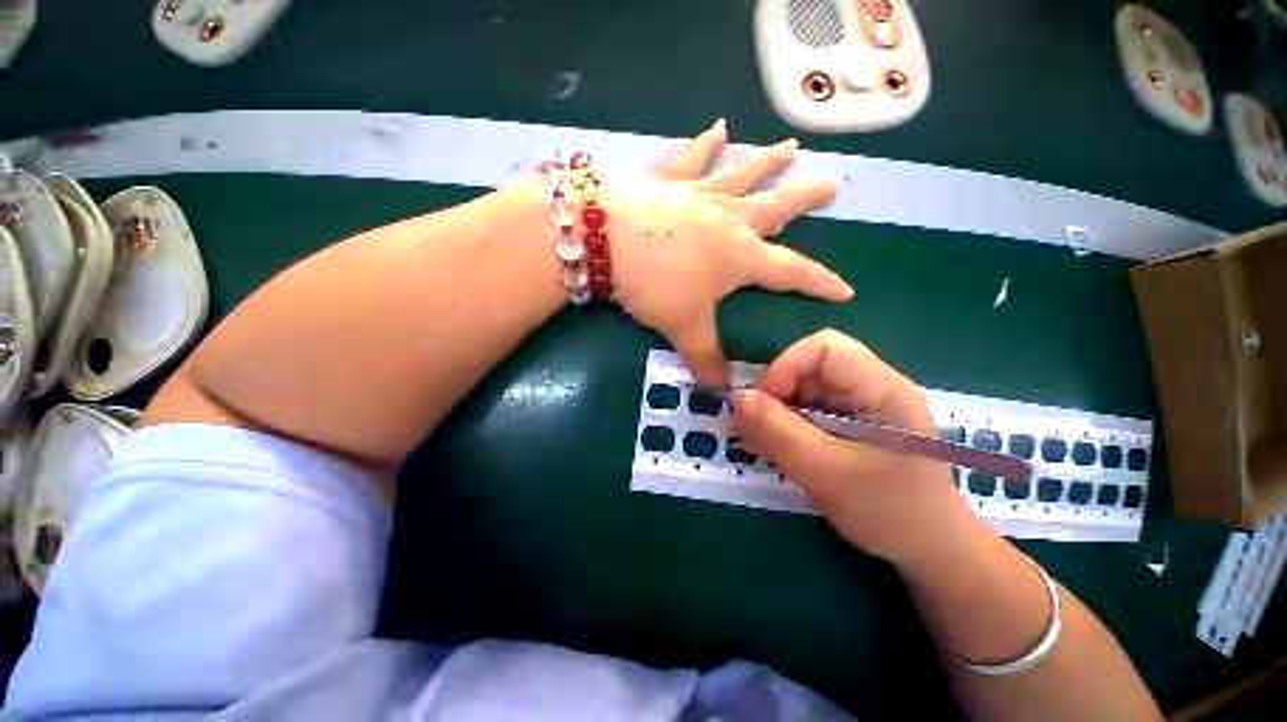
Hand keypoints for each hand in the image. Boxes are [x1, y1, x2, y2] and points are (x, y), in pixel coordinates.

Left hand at [604, 119, 852, 385]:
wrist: (606, 236)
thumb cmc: (655, 282)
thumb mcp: (683, 326)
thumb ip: (704, 358)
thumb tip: (719, 391)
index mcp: (740, 255)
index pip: (791, 272)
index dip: (819, 283)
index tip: (846, 289)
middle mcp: (727, 219)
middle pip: (776, 207)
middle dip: (806, 198)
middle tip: (832, 183)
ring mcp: (698, 194)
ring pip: (741, 174)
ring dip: (766, 161)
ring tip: (788, 146)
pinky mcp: (666, 181)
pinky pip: (691, 158)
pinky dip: (705, 142)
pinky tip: (718, 126)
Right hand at [730, 329, 976, 566]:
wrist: (931, 552)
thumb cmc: (890, 514)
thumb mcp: (827, 474)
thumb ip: (779, 433)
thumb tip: (736, 397)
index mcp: (884, 389)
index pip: (825, 347)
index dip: (785, 367)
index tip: (760, 404)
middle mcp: (874, 386)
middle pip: (811, 366)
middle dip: (776, 392)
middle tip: (750, 426)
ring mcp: (864, 404)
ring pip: (805, 387)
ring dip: (776, 409)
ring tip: (757, 440)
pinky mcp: (853, 422)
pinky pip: (810, 408)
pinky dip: (786, 423)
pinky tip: (773, 445)